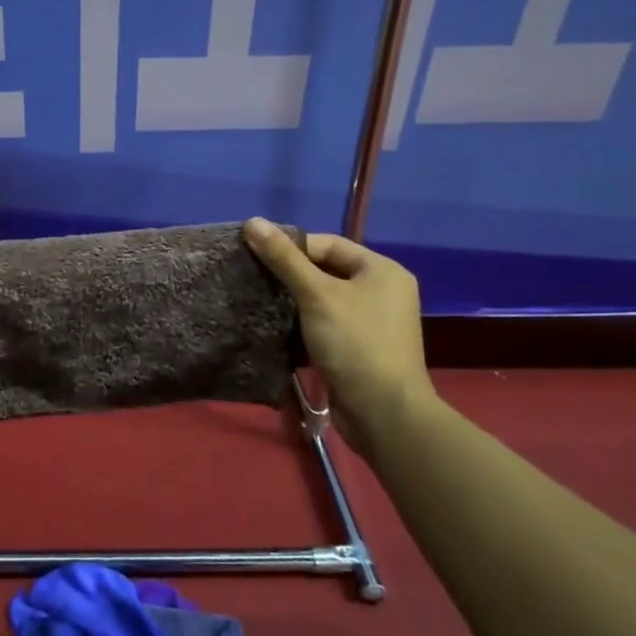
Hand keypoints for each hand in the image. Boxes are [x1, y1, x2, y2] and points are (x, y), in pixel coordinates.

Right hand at [243, 218, 434, 454]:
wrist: (384, 414)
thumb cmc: (355, 344)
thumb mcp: (317, 295)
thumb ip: (284, 258)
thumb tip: (252, 221)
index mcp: (382, 270)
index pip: (328, 244)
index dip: (292, 248)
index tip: (257, 257)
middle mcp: (382, 291)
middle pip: (325, 269)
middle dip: (290, 274)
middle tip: (254, 278)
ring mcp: (373, 321)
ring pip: (323, 298)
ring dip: (293, 300)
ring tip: (260, 300)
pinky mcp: (360, 346)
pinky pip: (326, 322)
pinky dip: (303, 322)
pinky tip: (276, 326)